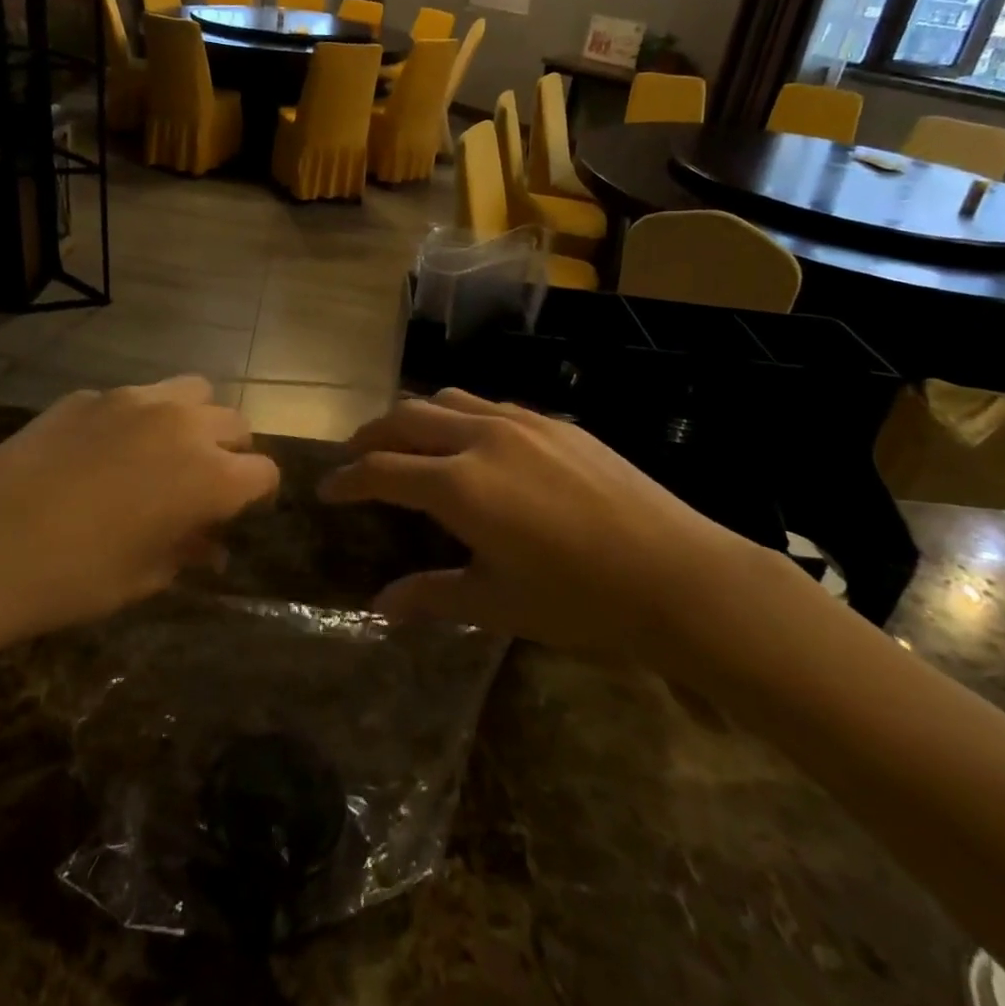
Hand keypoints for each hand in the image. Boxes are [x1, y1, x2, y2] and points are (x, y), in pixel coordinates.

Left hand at [0, 377, 277, 656]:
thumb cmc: (74, 578)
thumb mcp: (144, 576)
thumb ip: (188, 550)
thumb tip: (210, 544)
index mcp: (209, 474)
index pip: (263, 472)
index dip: (258, 494)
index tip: (241, 512)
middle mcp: (183, 424)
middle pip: (234, 423)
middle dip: (231, 452)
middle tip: (203, 483)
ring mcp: (135, 400)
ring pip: (193, 391)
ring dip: (194, 419)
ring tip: (166, 451)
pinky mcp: (91, 394)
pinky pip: (136, 397)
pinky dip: (140, 418)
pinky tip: (104, 451)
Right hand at [320, 389, 758, 667]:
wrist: (679, 575)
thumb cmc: (580, 601)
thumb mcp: (497, 604)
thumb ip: (432, 596)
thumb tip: (380, 606)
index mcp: (458, 485)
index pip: (381, 470)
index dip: (347, 480)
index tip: (325, 489)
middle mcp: (481, 438)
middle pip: (405, 418)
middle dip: (371, 435)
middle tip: (355, 457)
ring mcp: (521, 422)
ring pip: (447, 399)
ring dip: (415, 416)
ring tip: (407, 442)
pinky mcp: (555, 422)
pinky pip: (490, 405)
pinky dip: (461, 416)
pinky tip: (472, 444)